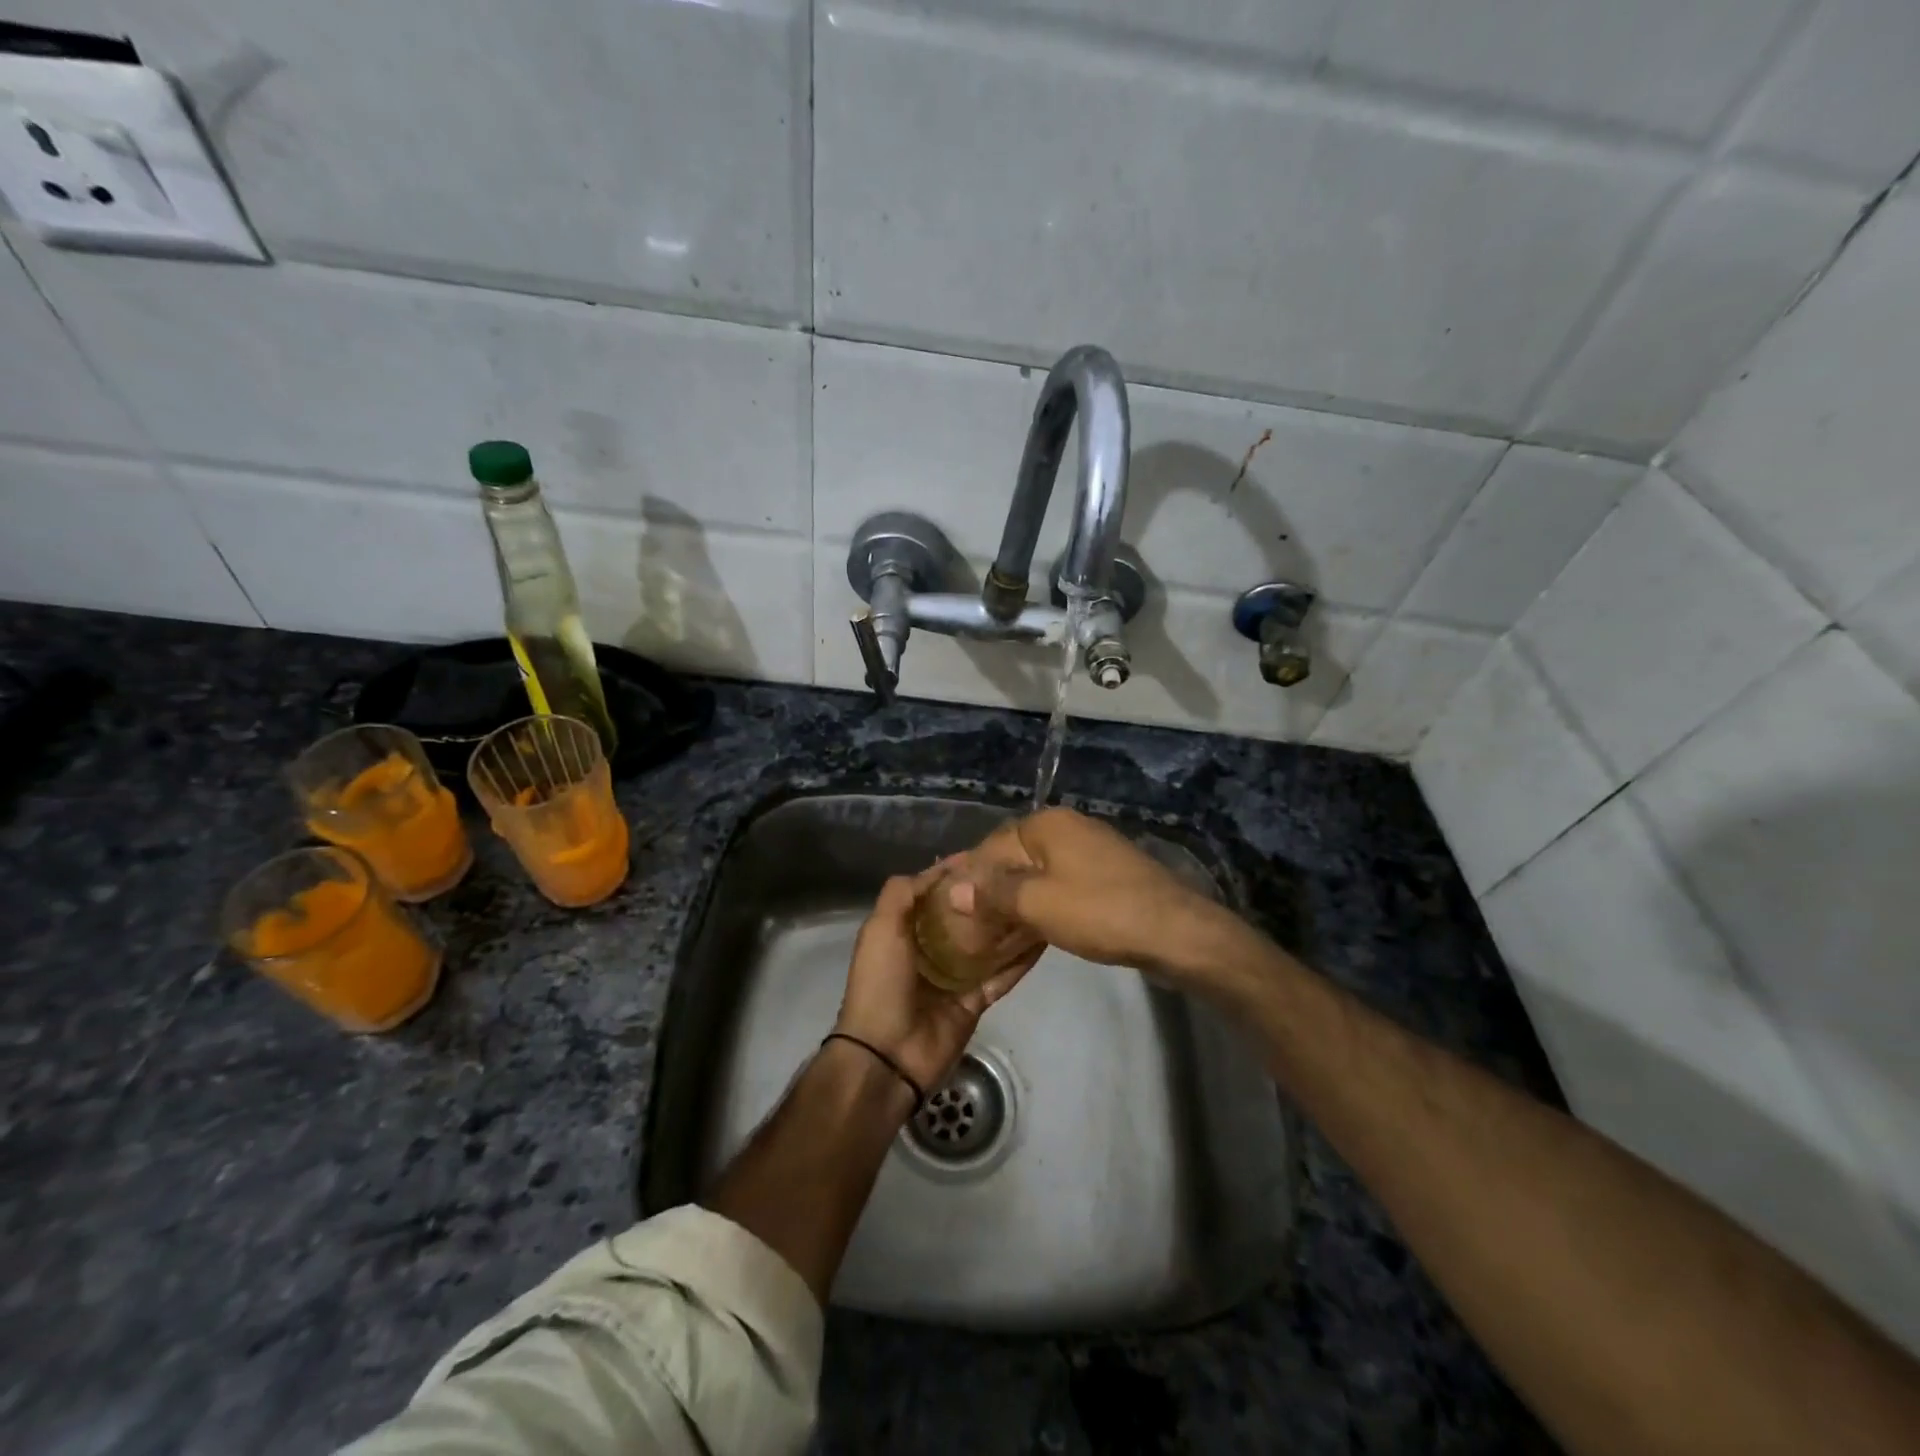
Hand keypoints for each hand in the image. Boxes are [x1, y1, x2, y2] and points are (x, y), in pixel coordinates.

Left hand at [832, 868, 1039, 1095]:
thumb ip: (902, 893)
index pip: (934, 893)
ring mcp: (955, 976)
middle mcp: (930, 948)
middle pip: (964, 916)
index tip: (989, 852)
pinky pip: (1002, 976)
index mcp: (904, 929)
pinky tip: (1044, 939)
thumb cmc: (882, 982)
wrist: (887, 1054)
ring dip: (1008, 926)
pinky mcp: (975, 1000)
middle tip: (1021, 874)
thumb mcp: (881, 928)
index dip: (957, 873)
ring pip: (988, 944)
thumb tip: (938, 868)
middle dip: (987, 897)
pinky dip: (1020, 961)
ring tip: (1038, 899)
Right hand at [945, 807, 1236, 979]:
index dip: (968, 877)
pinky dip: (1044, 902)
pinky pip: (1062, 883)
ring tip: (994, 929)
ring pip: (1038, 872)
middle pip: (1014, 857)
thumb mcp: (1038, 904)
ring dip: (1017, 898)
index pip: (990, 846)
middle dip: (992, 888)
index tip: (949, 908)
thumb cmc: (1100, 912)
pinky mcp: (1107, 872)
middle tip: (969, 923)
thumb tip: (954, 889)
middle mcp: (1067, 826)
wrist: (1175, 932)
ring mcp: (1091, 848)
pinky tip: (1033, 926)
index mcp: (1047, 824)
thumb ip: (994, 893)